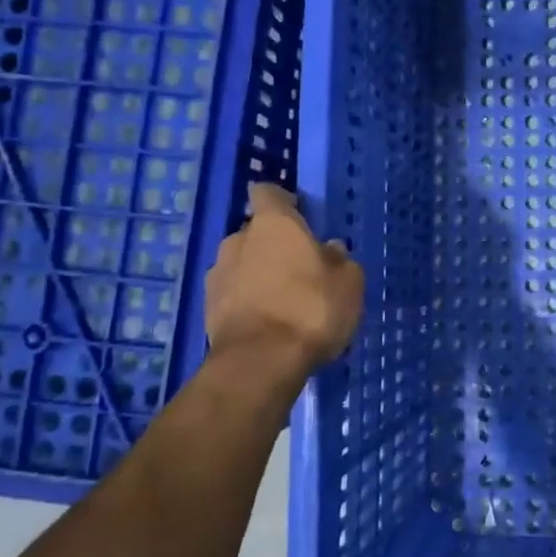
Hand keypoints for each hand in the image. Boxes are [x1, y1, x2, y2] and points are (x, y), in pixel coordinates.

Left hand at [205, 184, 363, 377]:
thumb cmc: (310, 309)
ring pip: (243, 264)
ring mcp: (217, 274)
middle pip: (256, 232)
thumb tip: (329, 250)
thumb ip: (339, 260)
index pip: (268, 193)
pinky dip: (248, 301)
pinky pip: (233, 294)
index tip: (300, 214)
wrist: (258, 364)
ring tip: (284, 301)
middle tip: (301, 268)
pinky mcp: (207, 308)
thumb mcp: (348, 283)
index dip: (283, 201)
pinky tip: (269, 323)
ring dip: (260, 275)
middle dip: (275, 245)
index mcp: (274, 224)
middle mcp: (238, 240)